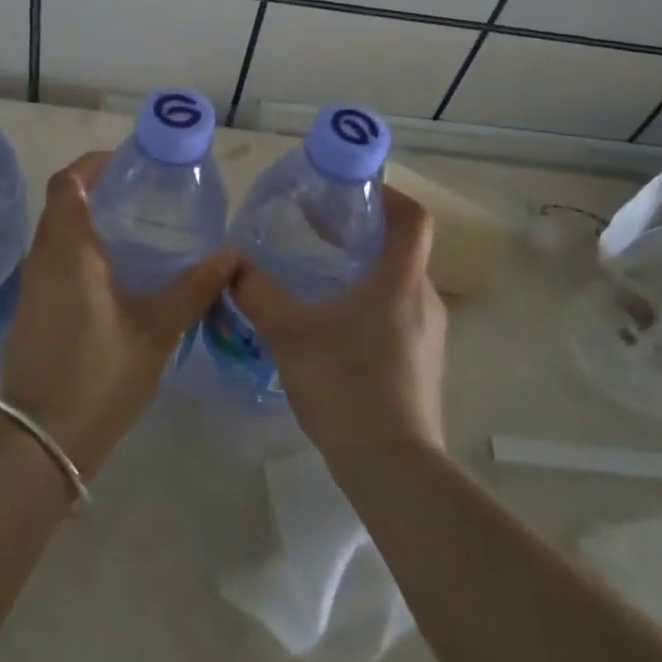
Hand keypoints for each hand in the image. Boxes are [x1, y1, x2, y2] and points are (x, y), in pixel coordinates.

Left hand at [1, 151, 237, 479]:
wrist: (42, 439)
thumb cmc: (100, 373)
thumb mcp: (157, 330)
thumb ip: (194, 288)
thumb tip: (232, 255)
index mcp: (67, 249)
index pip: (66, 183)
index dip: (91, 165)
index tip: (126, 163)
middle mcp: (41, 258)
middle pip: (60, 205)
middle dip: (94, 192)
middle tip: (139, 196)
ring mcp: (30, 287)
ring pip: (54, 236)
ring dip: (85, 224)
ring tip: (132, 232)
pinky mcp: (30, 312)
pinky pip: (51, 263)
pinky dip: (77, 253)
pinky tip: (112, 277)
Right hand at [229, 185, 445, 459]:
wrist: (391, 468)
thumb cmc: (344, 384)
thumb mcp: (288, 333)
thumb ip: (257, 293)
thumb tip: (232, 265)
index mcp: (400, 280)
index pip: (414, 217)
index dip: (388, 195)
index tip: (352, 193)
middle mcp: (424, 300)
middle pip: (402, 249)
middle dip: (363, 234)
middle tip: (319, 233)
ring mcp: (429, 337)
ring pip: (399, 285)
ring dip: (365, 272)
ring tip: (319, 278)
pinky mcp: (423, 365)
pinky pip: (399, 317)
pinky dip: (371, 306)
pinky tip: (333, 328)